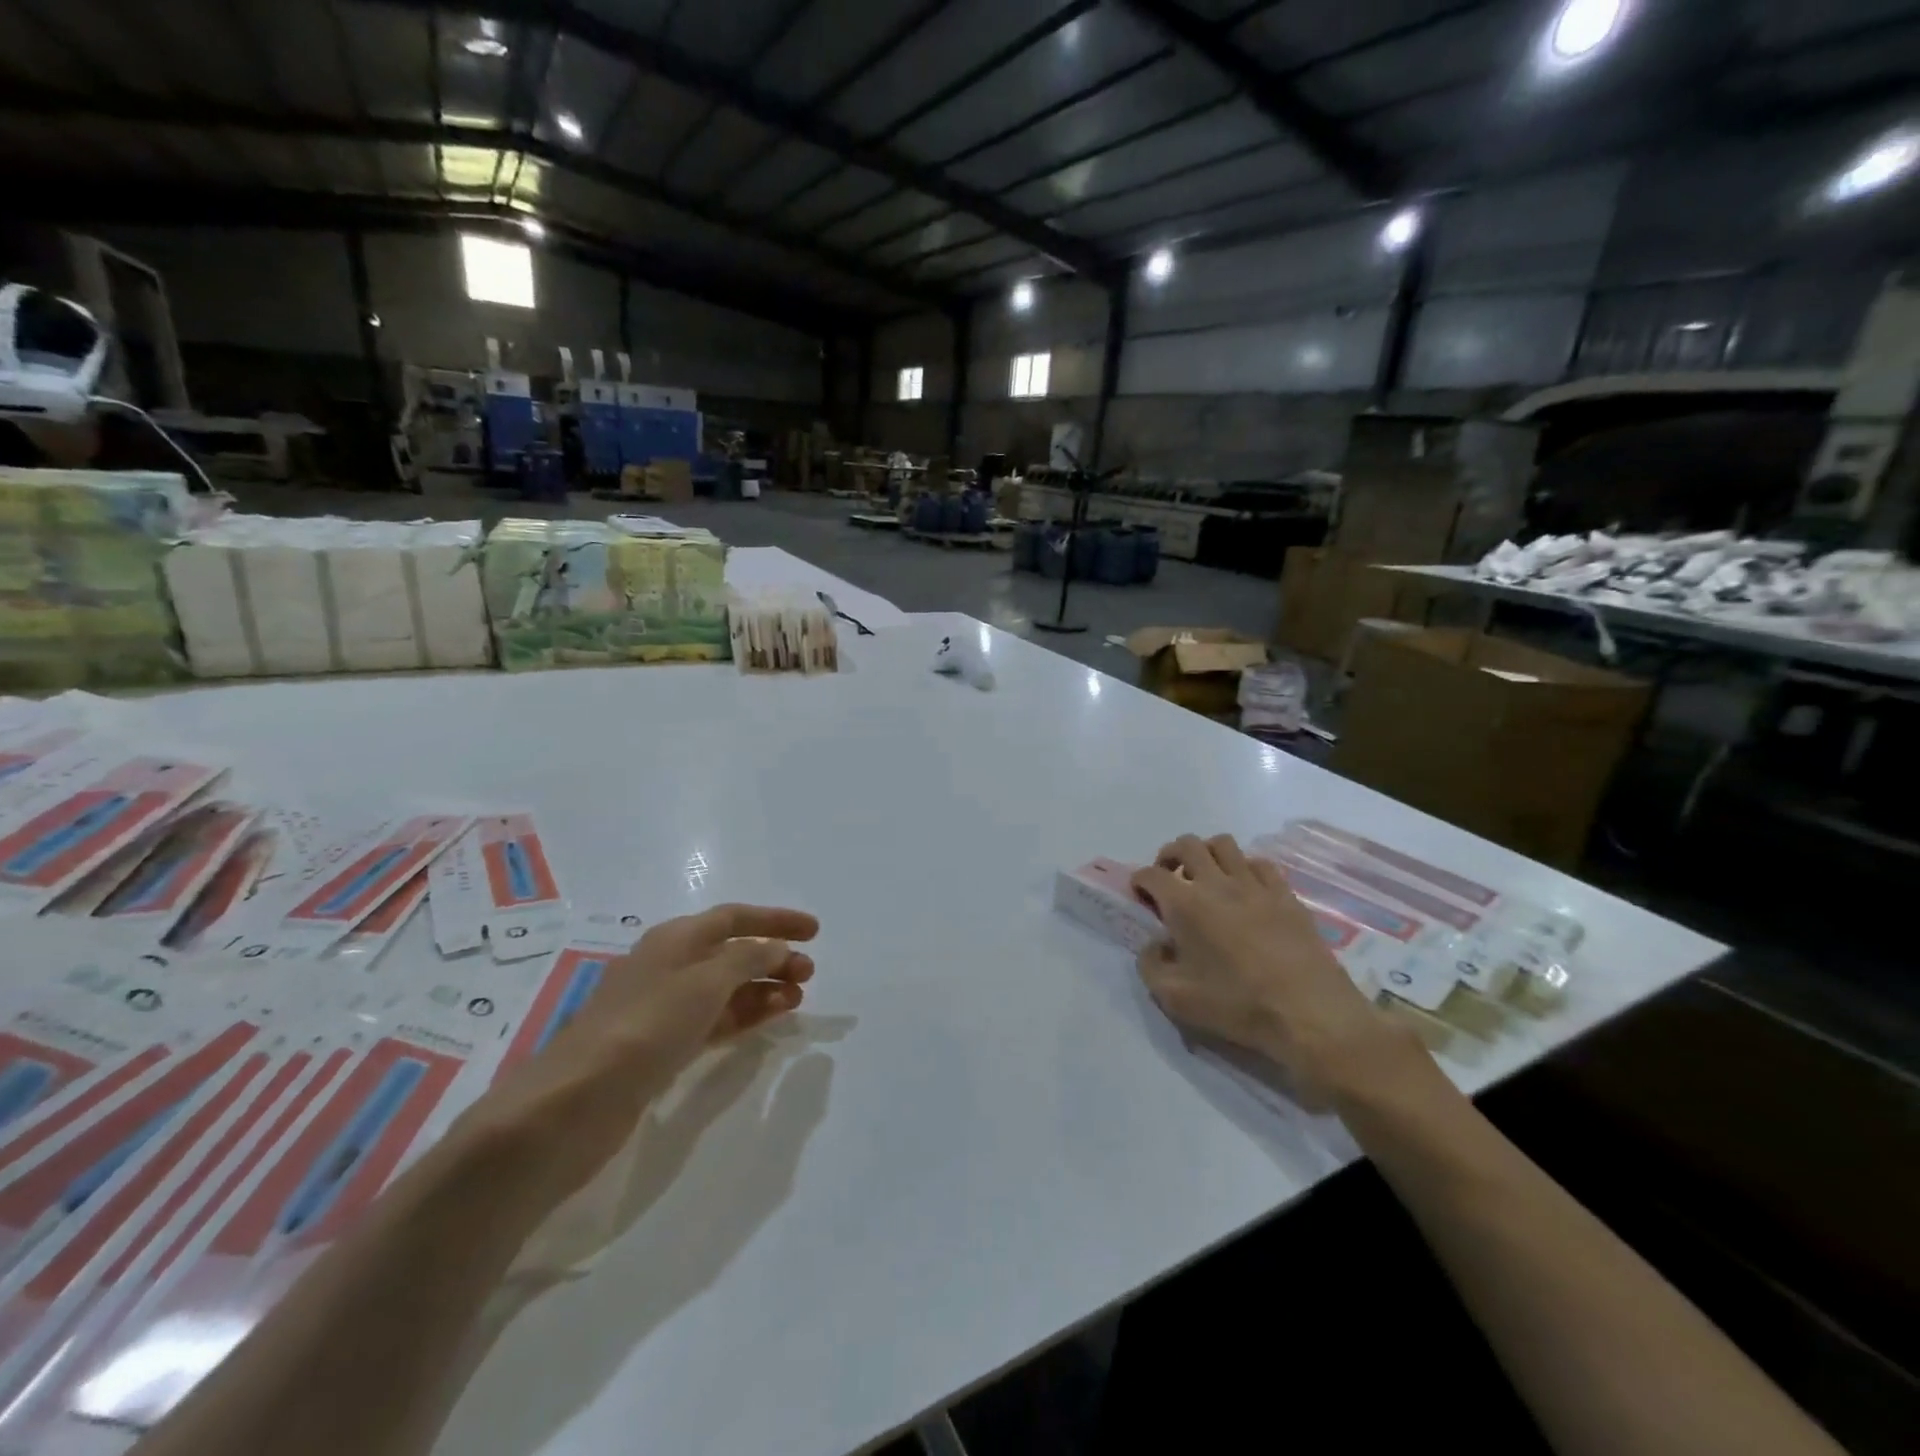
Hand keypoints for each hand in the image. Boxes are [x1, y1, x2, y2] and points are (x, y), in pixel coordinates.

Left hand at [451, 903, 818, 1207]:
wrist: (575, 1103)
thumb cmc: (645, 1026)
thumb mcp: (704, 981)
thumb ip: (747, 959)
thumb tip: (775, 949)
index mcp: (675, 939)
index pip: (735, 917)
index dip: (776, 920)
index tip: (814, 931)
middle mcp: (670, 966)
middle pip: (732, 952)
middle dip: (773, 957)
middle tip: (810, 974)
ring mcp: (665, 1008)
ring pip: (726, 988)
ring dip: (763, 988)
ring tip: (798, 999)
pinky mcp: (662, 1047)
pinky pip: (715, 1019)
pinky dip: (745, 1015)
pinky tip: (768, 1019)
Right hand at [1131, 835, 1410, 1104]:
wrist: (1310, 1014)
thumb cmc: (1237, 1005)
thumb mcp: (1175, 998)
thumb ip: (1151, 965)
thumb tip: (1154, 944)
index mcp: (1185, 904)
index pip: (1151, 874)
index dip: (1139, 881)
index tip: (1140, 896)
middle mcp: (1217, 883)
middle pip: (1187, 844)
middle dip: (1170, 855)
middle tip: (1169, 877)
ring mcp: (1255, 885)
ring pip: (1224, 844)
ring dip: (1207, 854)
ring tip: (1205, 877)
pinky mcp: (1286, 895)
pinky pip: (1260, 863)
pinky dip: (1244, 868)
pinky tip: (1245, 890)